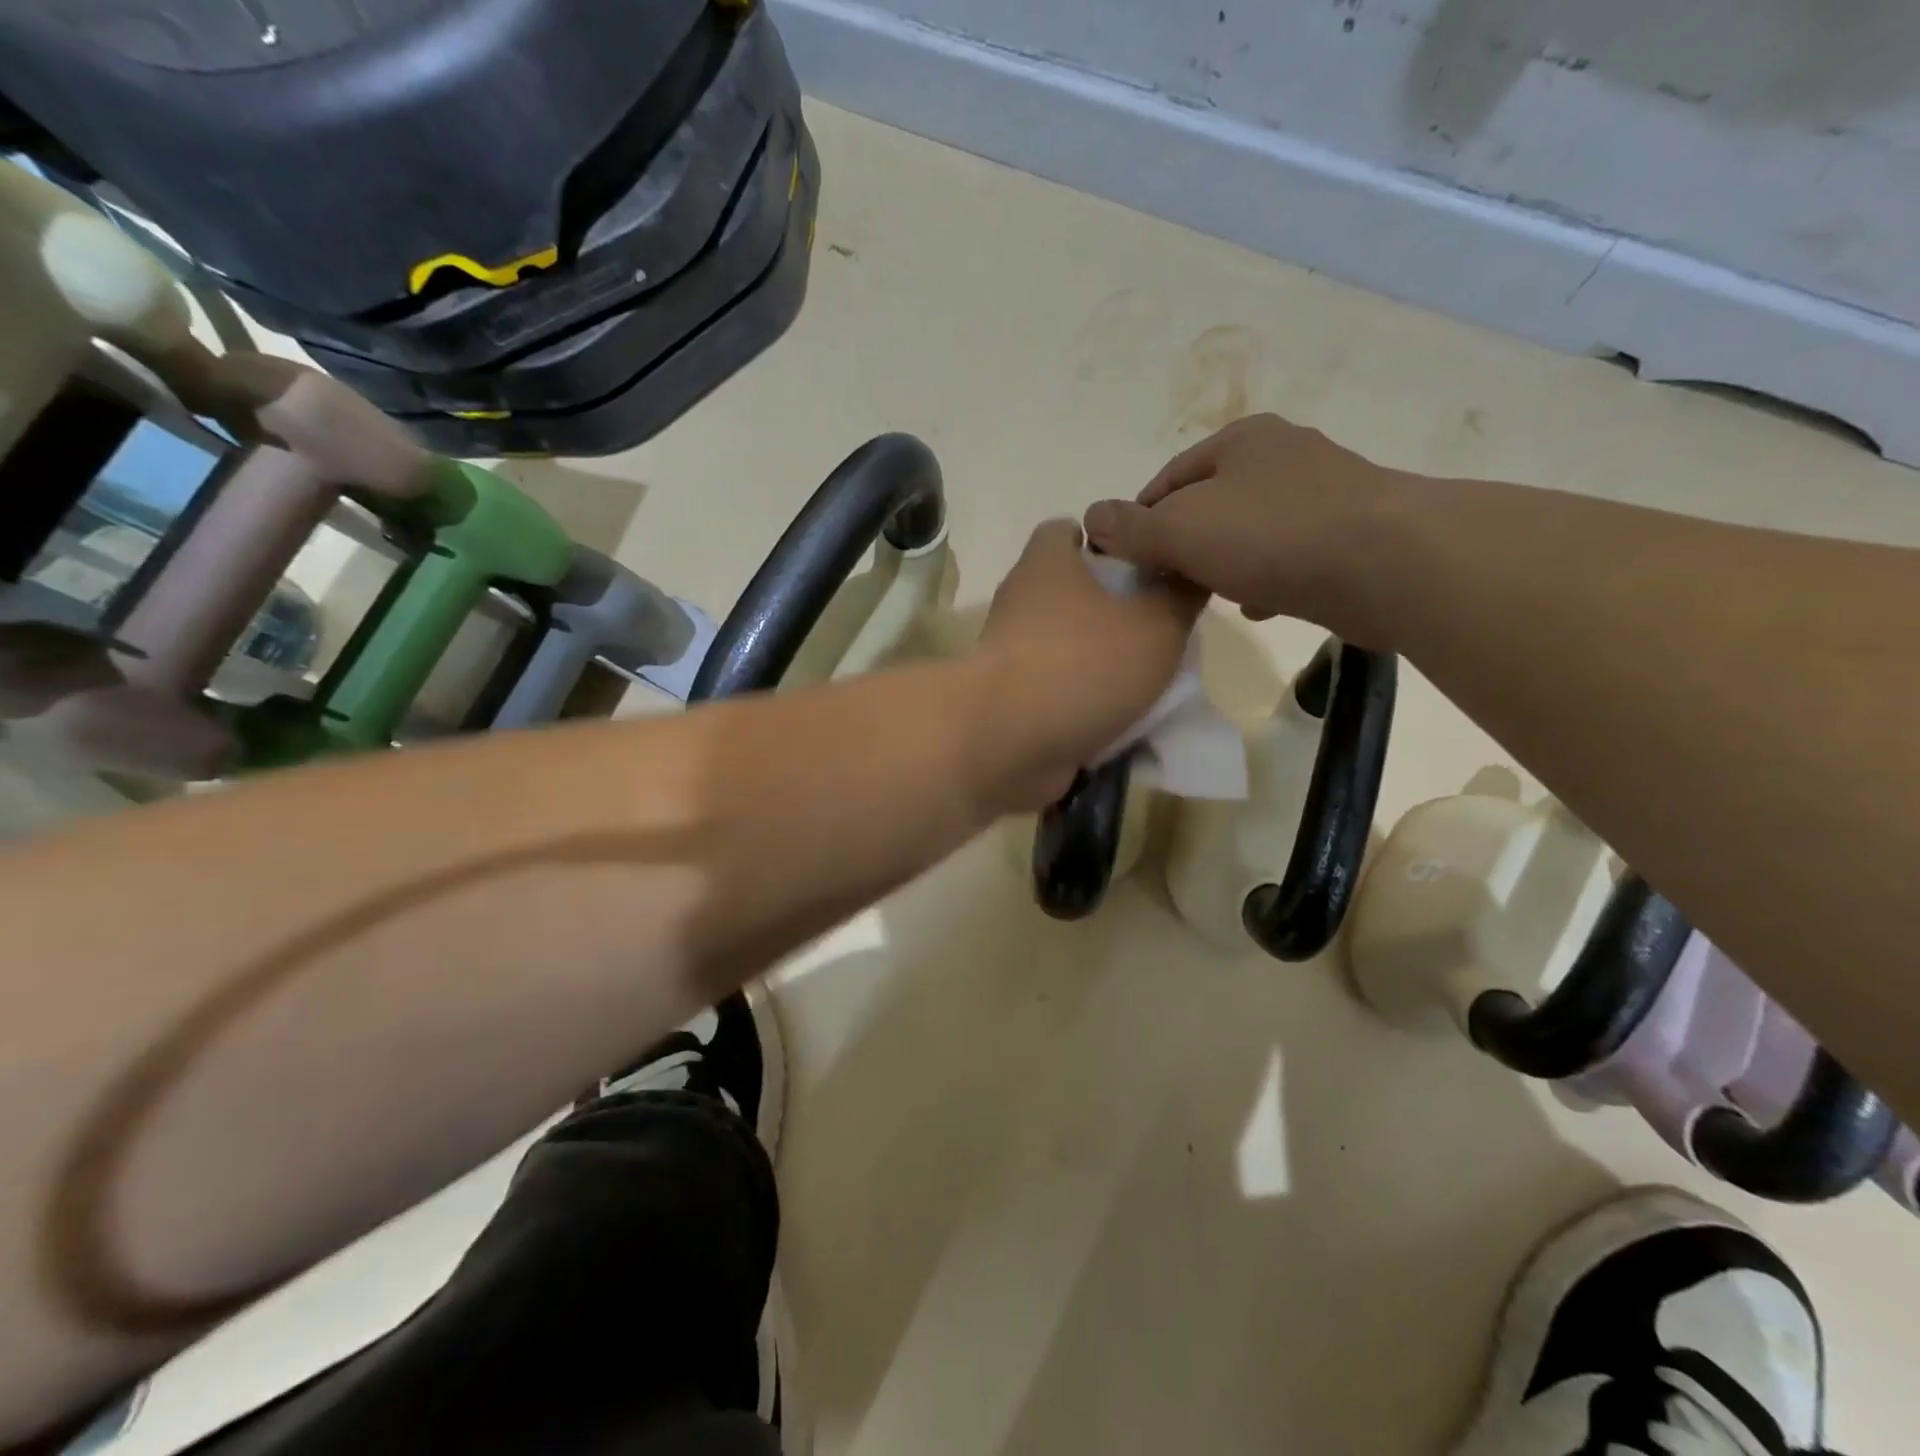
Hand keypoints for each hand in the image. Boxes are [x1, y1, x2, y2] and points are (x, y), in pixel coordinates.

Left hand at [974, 519, 1204, 810]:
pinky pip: (1052, 688)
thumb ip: (1180, 595)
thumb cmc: (1083, 665)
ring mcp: (1009, 652)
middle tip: (1156, 628)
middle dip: (1110, 607)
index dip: (1105, 541)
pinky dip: (1079, 699)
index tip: (1142, 566)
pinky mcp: (1007, 697)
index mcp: (1047, 564)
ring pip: (1062, 643)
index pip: (1066, 530)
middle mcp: (1020, 600)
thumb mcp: (1157, 624)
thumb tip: (1187, 571)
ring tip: (1145, 679)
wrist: (1006, 742)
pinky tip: (1115, 717)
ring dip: (1097, 658)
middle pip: (1068, 589)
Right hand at [1082, 414, 1402, 642]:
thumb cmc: (1271, 534)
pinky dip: (1266, 578)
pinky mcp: (1348, 535)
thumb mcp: (1181, 529)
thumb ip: (1132, 528)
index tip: (1125, 561)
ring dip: (1224, 563)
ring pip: (1249, 532)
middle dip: (1183, 545)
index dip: (1139, 520)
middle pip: (1210, 504)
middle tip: (1165, 584)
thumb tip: (1091, 518)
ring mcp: (1322, 494)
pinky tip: (1258, 606)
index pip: (1168, 479)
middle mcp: (1282, 456)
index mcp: (1240, 440)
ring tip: (1207, 597)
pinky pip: (1288, 556)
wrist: (1388, 564)